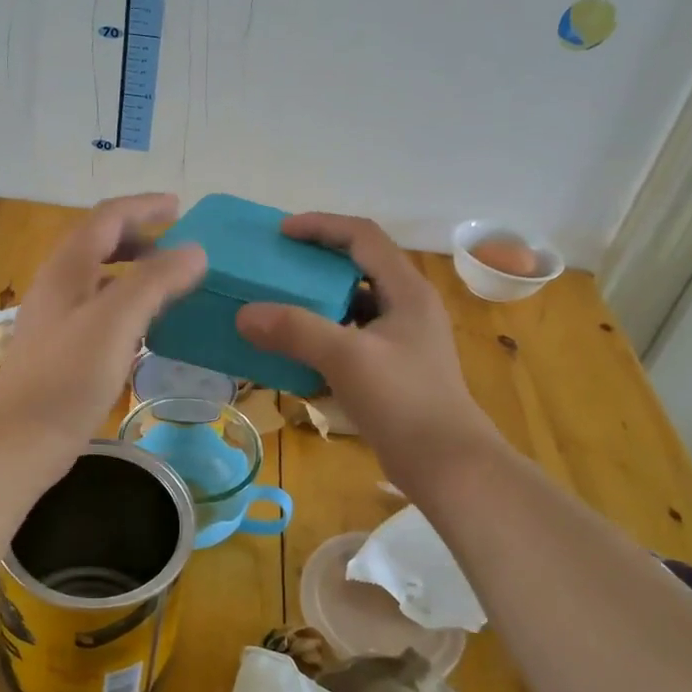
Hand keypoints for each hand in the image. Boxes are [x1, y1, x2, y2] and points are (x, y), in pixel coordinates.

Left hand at [0, 194, 207, 457]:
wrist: (21, 438)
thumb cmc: (69, 376)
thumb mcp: (117, 321)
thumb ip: (156, 280)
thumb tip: (195, 251)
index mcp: (68, 267)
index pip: (107, 217)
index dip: (144, 206)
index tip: (180, 206)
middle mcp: (58, 284)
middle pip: (100, 243)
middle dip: (140, 236)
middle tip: (178, 247)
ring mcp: (56, 317)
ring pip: (99, 277)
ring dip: (134, 270)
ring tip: (169, 283)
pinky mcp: (60, 348)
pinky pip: (99, 309)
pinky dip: (126, 303)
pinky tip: (145, 327)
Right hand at [235, 213, 500, 489]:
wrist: (447, 465)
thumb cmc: (403, 401)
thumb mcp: (346, 358)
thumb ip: (295, 330)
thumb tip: (244, 313)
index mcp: (406, 290)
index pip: (362, 237)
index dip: (321, 226)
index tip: (281, 233)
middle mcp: (407, 306)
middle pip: (357, 267)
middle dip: (315, 263)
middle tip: (275, 267)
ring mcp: (401, 340)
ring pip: (352, 305)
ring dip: (316, 302)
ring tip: (277, 306)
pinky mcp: (392, 369)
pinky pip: (350, 338)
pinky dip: (322, 337)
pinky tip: (294, 353)